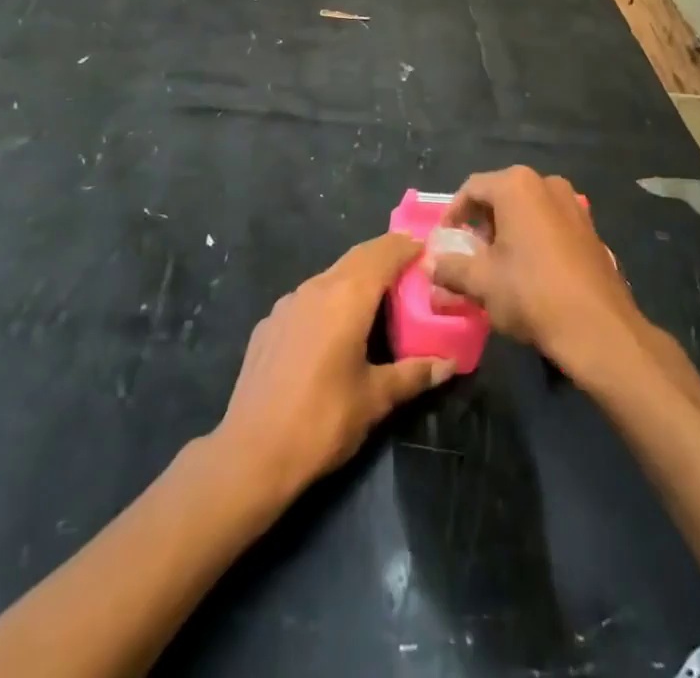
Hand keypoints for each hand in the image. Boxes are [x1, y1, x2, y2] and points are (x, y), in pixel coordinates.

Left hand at [215, 234, 452, 501]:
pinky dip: (330, 299)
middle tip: (411, 265)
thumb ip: (413, 374)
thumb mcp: (375, 399)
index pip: (383, 253)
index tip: (428, 246)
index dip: (407, 246)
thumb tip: (449, 364)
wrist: (250, 454)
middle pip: (357, 257)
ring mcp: (287, 303)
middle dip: (384, 255)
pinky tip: (334, 329)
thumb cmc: (322, 421)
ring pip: (330, 275)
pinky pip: (308, 299)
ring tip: (378, 297)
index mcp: (347, 297)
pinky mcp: (268, 324)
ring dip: (356, 277)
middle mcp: (316, 287)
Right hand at [429, 167, 643, 382]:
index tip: (445, 241)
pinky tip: (529, 270)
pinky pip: (550, 223)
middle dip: (481, 223)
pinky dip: (532, 238)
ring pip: (527, 209)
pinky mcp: (590, 228)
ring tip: (496, 264)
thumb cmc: (531, 294)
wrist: (598, 328)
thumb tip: (430, 265)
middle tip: (469, 253)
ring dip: (507, 230)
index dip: (453, 214)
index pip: (472, 188)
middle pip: (501, 195)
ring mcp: (573, 204)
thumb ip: (451, 268)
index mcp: (517, 185)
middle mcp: (546, 183)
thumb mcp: (481, 282)